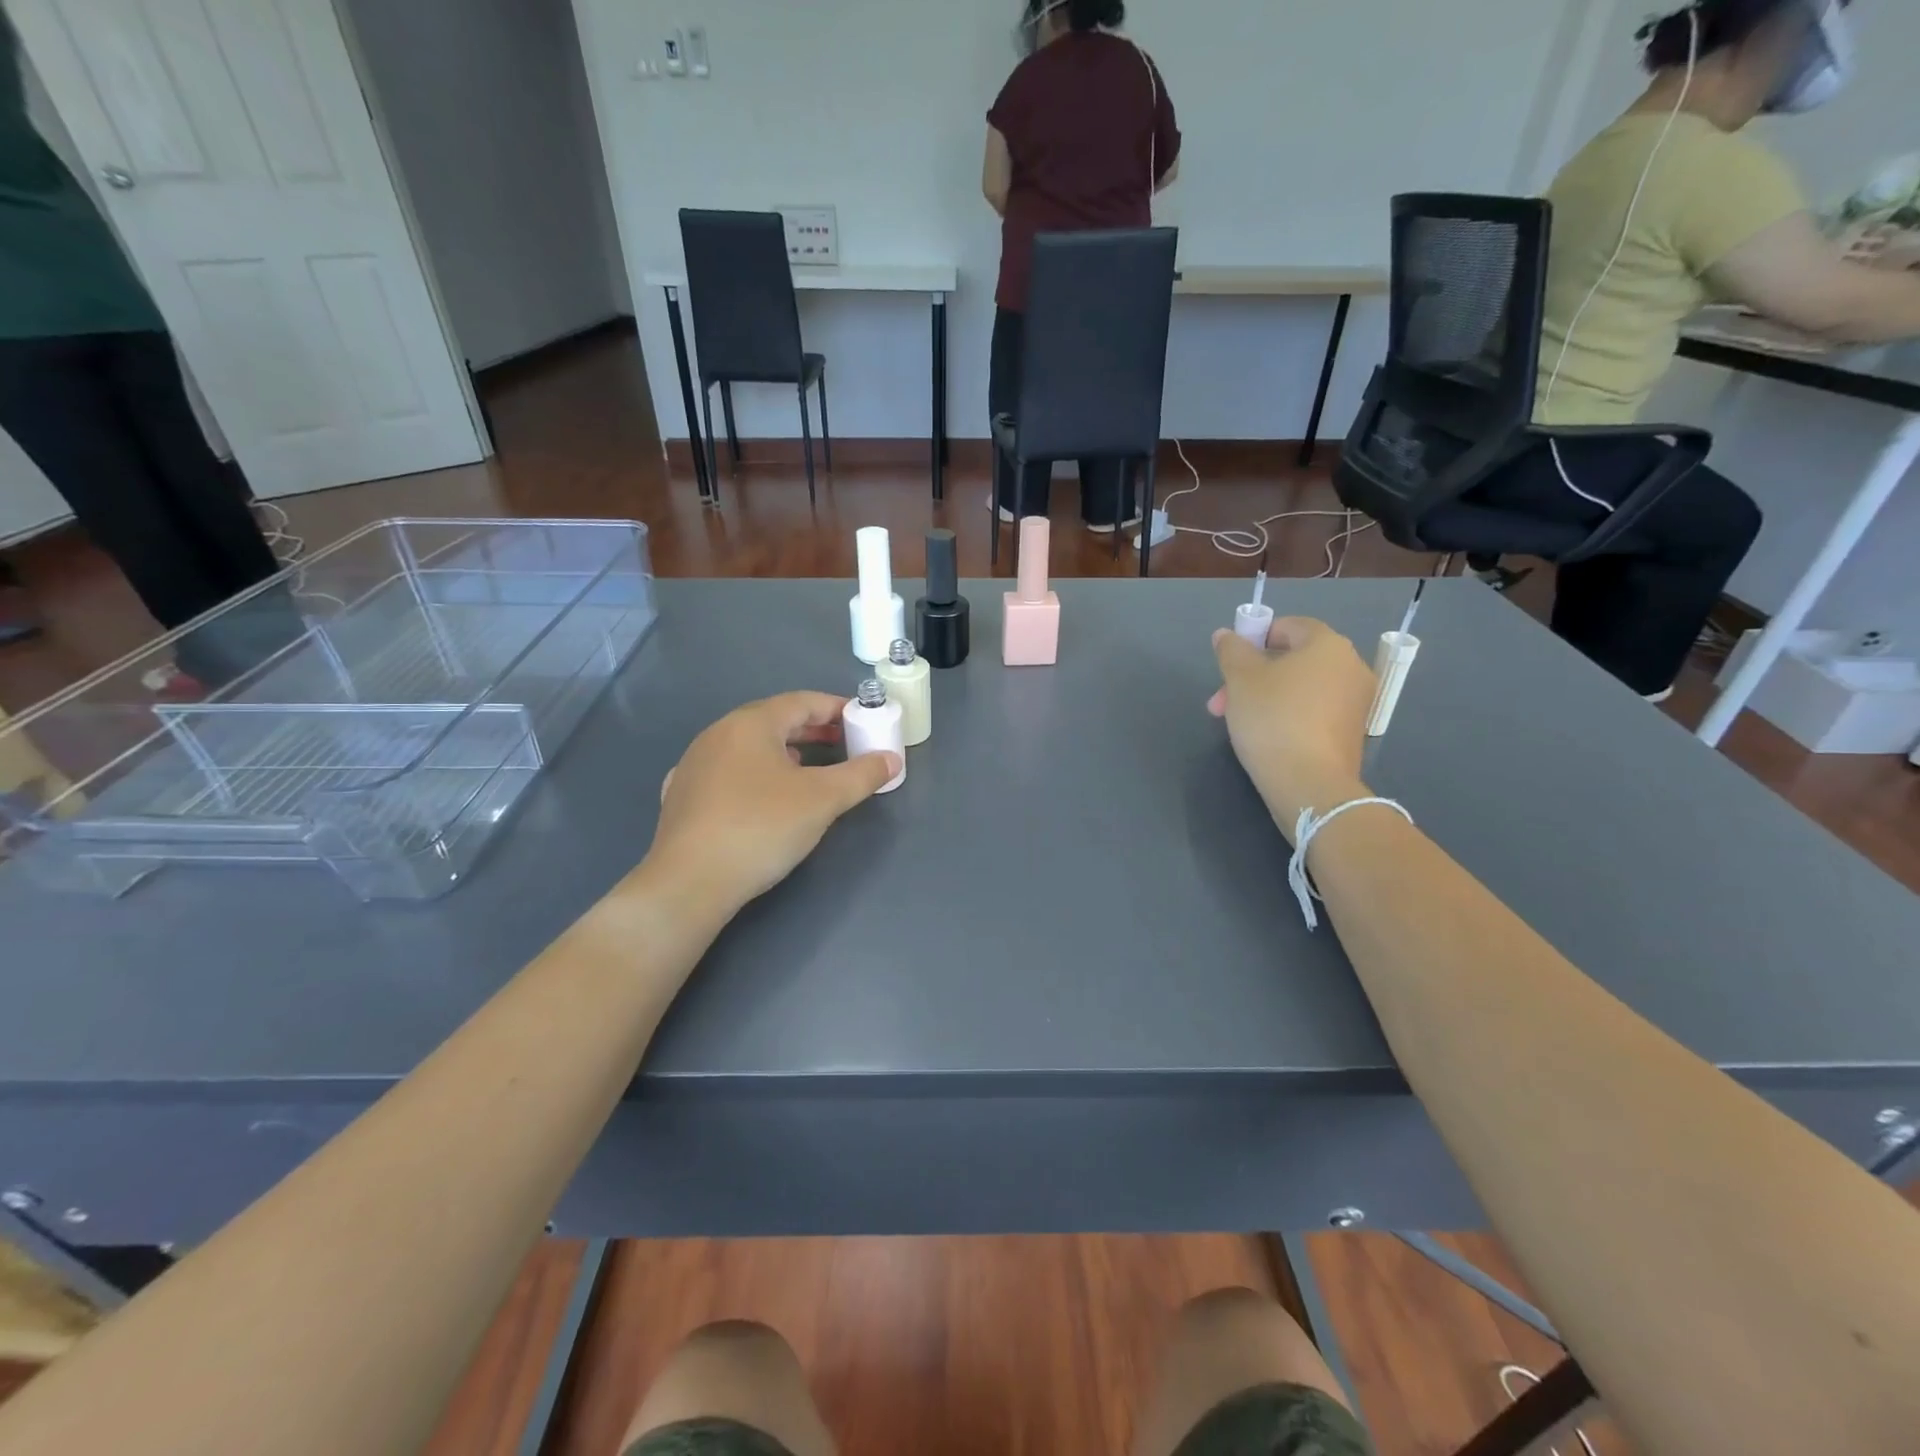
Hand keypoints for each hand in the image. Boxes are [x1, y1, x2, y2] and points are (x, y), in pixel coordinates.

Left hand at [642, 693, 900, 918]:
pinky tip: (762, 795)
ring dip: (783, 750)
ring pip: (748, 746)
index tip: (862, 719)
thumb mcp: (822, 800)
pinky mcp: (683, 796)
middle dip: (812, 730)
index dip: (836, 707)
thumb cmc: (761, 827)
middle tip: (844, 743)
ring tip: (810, 768)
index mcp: (751, 723)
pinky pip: (728, 772)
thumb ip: (861, 775)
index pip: (802, 701)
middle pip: (774, 720)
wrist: (689, 882)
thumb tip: (891, 760)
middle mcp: (718, 734)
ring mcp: (694, 764)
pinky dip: (754, 774)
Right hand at [1208, 618, 1374, 838]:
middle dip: (1253, 675)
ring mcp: (1356, 702)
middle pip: (1294, 659)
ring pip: (1301, 687)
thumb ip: (1232, 650)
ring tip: (1238, 721)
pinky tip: (1265, 736)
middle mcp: (1351, 667)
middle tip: (1222, 701)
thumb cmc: (1272, 718)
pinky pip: (1314, 710)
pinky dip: (1288, 715)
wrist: (1308, 783)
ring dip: (1267, 696)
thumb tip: (1226, 635)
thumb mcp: (1240, 679)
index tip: (1231, 663)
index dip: (1256, 638)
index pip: (1290, 626)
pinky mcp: (1351, 732)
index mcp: (1328, 645)